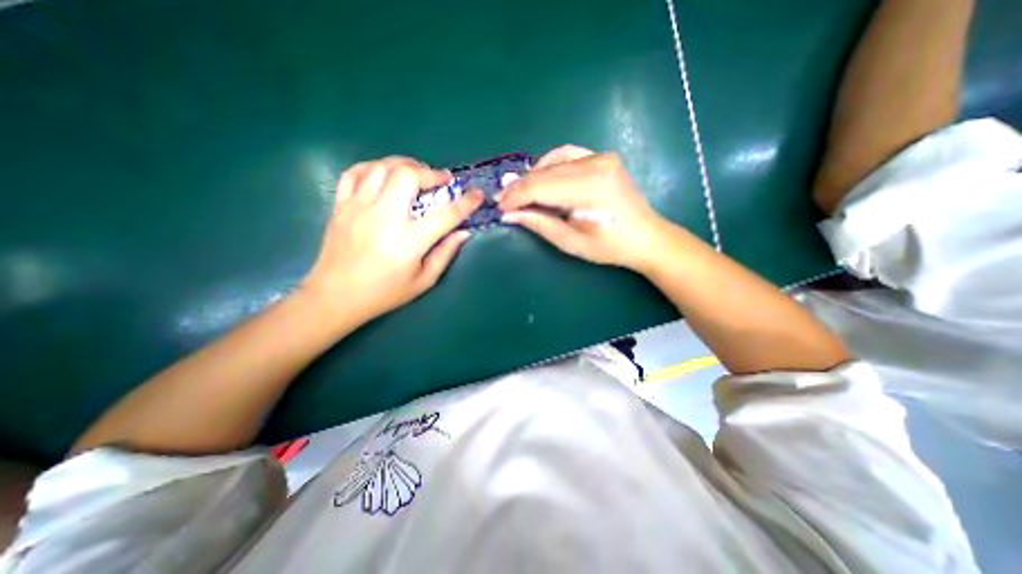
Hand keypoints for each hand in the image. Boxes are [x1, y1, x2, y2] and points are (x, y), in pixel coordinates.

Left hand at [300, 154, 483, 317]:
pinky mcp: (341, 205)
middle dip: (431, 173)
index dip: (466, 202)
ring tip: (417, 173)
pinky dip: (373, 167)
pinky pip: (354, 173)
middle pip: (408, 175)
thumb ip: (445, 254)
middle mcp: (384, 217)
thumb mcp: (423, 281)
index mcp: (409, 241)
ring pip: (382, 167)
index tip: (477, 194)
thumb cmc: (384, 293)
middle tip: (441, 181)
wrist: (336, 297)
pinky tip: (384, 174)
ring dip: (405, 164)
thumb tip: (463, 232)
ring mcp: (359, 207)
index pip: (445, 214)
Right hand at [499, 143, 676, 270]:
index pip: (539, 187)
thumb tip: (509, 215)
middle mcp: (595, 165)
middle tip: (503, 201)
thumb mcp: (570, 241)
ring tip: (519, 192)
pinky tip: (541, 176)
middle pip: (544, 173)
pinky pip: (567, 154)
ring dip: (532, 177)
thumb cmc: (609, 246)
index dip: (516, 197)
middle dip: (519, 188)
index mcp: (589, 189)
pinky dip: (550, 164)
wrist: (645, 237)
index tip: (500, 207)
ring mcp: (601, 157)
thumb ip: (539, 224)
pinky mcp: (603, 157)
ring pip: (552, 162)